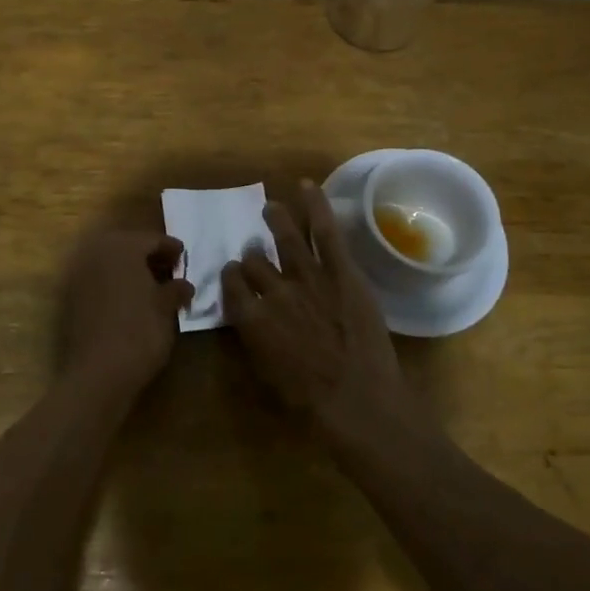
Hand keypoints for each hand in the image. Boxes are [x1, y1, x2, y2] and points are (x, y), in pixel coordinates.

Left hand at [61, 231, 193, 391]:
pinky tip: (130, 300)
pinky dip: (114, 283)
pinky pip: (98, 280)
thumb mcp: (166, 308)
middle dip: (148, 255)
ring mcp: (79, 274)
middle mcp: (96, 252)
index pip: (151, 239)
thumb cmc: (140, 332)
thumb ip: (176, 289)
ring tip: (151, 286)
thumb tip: (184, 284)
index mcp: (122, 247)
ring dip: (129, 269)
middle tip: (169, 269)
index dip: (171, 248)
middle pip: (127, 246)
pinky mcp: (70, 297)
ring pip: (110, 262)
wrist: (98, 373)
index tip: (184, 257)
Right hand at [222, 181, 412, 440]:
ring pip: (285, 238)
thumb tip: (252, 322)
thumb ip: (255, 341)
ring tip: (271, 207)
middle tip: (255, 248)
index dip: (231, 277)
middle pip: (255, 262)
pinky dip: (316, 205)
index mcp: (252, 320)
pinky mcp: (341, 272)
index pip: (232, 285)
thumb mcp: (268, 376)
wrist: (358, 400)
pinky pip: (324, 231)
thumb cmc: (311, 404)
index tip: (234, 274)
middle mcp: (274, 292)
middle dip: (253, 254)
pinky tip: (307, 186)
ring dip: (276, 220)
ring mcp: (308, 277)